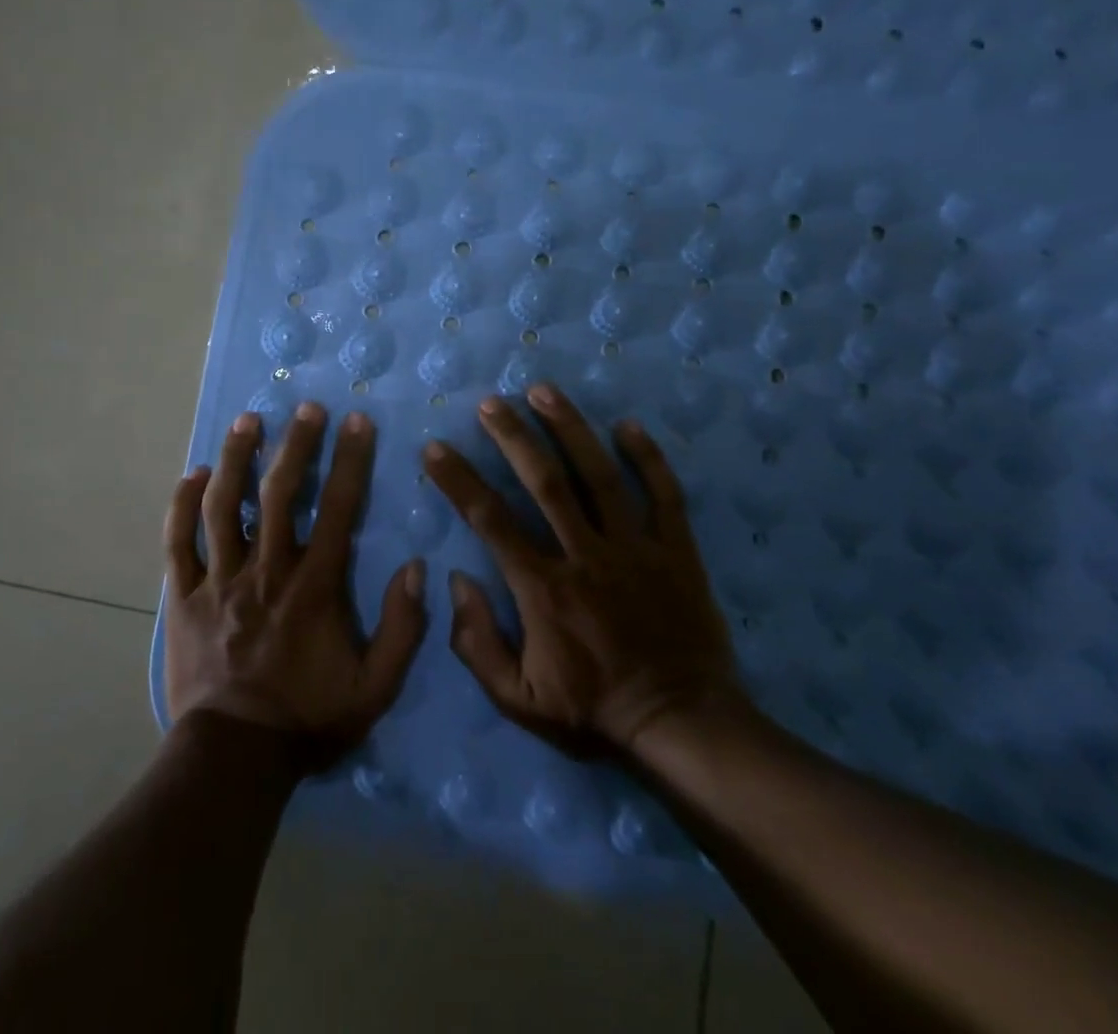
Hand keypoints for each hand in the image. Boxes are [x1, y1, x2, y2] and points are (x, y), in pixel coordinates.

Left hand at [163, 403, 428, 767]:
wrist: (235, 758)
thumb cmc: (308, 719)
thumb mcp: (375, 687)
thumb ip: (402, 628)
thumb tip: (416, 568)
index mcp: (313, 586)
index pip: (338, 509)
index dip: (350, 461)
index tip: (357, 421)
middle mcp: (265, 570)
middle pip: (279, 493)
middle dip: (295, 445)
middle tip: (304, 407)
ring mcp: (219, 580)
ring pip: (223, 506)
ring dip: (235, 459)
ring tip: (246, 421)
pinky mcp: (183, 597)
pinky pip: (178, 543)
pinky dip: (182, 506)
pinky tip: (191, 475)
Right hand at [422, 383, 744, 756]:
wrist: (682, 725)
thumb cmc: (593, 711)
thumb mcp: (519, 700)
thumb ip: (477, 644)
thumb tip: (457, 581)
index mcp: (543, 589)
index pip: (490, 521)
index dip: (459, 481)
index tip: (435, 448)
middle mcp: (585, 556)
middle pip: (544, 483)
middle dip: (513, 437)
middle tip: (491, 402)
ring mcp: (635, 549)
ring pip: (598, 476)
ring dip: (569, 430)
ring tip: (544, 391)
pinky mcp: (676, 551)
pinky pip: (664, 495)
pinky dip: (647, 458)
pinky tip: (627, 425)